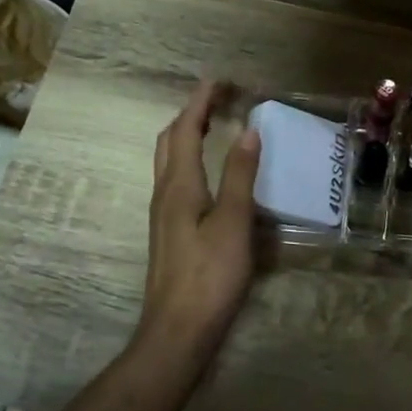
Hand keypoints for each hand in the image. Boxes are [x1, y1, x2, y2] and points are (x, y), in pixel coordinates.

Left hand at [136, 80, 261, 365]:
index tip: (218, 80)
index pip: (185, 130)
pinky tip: (209, 174)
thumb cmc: (210, 274)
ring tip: (212, 126)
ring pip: (169, 162)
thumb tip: (248, 130)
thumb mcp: (233, 222)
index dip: (200, 102)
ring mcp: (163, 215)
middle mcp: (165, 193)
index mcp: (179, 185)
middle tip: (216, 100)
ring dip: (186, 136)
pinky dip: (190, 161)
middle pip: (169, 141)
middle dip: (189, 114)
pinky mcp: (169, 232)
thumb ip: (240, 176)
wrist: (178, 329)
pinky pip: (176, 180)